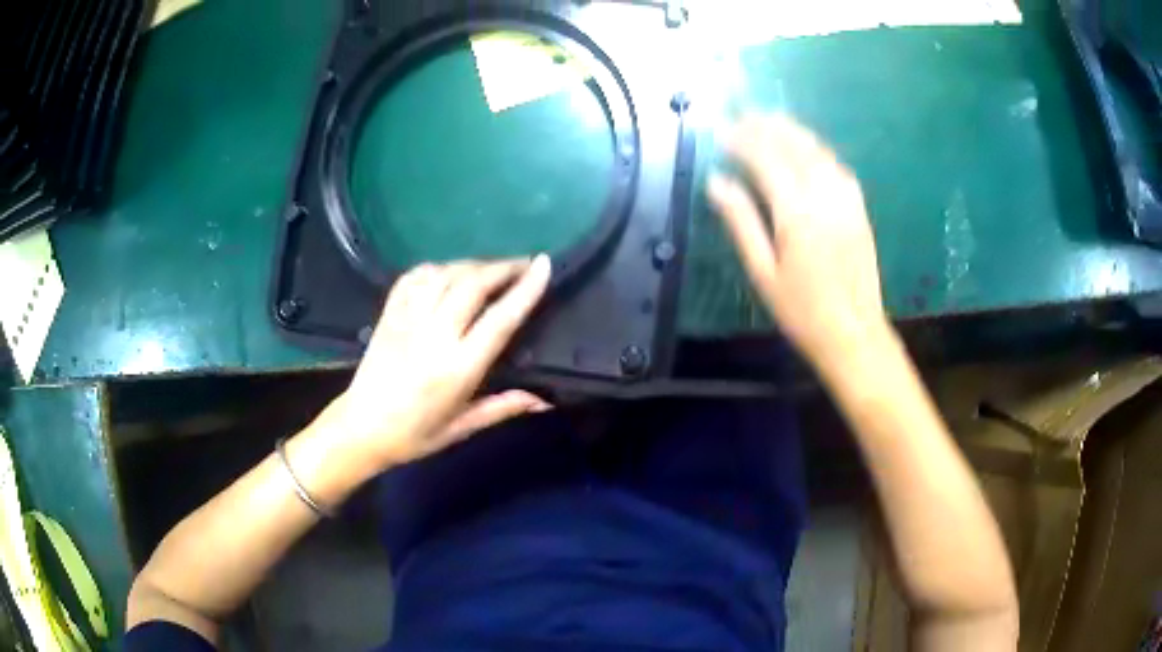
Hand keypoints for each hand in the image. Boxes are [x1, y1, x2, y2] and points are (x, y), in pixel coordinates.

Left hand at [319, 256, 552, 472]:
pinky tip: (450, 271)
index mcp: (457, 368)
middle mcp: (434, 336)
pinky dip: (438, 267)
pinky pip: (415, 276)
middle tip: (524, 263)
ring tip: (492, 269)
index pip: (499, 319)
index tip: (544, 265)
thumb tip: (544, 400)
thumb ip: (503, 407)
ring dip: (474, 264)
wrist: (361, 428)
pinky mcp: (389, 313)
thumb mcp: (462, 427)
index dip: (525, 289)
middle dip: (503, 267)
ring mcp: (408, 319)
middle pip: (473, 285)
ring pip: (445, 274)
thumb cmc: (414, 434)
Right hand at [707, 114, 888, 364]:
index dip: (742, 139)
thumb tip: (716, 182)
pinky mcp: (859, 207)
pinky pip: (836, 165)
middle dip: (766, 126)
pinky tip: (805, 147)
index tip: (722, 130)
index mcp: (795, 211)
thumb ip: (741, 221)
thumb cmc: (802, 310)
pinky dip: (816, 149)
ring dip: (791, 130)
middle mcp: (823, 195)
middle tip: (742, 115)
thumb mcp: (762, 271)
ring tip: (769, 120)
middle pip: (793, 145)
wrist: (854, 332)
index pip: (765, 158)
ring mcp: (846, 198)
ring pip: (817, 150)